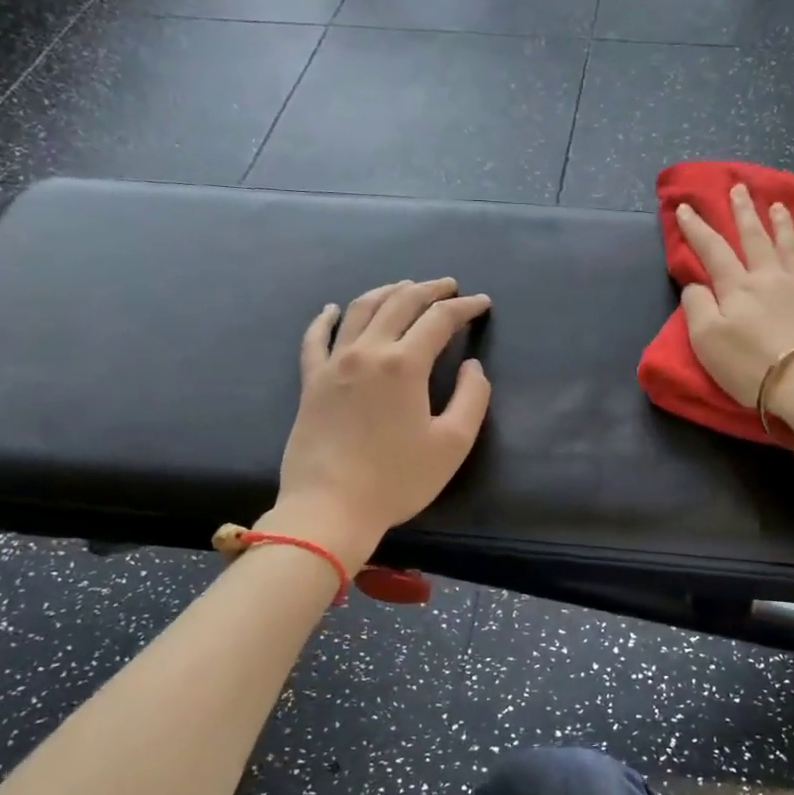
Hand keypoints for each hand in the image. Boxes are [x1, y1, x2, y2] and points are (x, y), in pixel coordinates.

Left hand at [271, 278, 491, 568]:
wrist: (329, 508)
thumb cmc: (397, 479)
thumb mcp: (452, 444)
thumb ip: (472, 398)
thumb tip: (473, 366)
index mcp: (404, 364)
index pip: (440, 320)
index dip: (464, 307)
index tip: (482, 304)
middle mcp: (367, 352)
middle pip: (400, 303)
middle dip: (429, 289)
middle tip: (449, 286)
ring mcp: (334, 364)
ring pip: (360, 311)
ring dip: (387, 292)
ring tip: (405, 287)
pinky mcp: (311, 382)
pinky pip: (316, 339)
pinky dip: (326, 318)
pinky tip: (332, 309)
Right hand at [677, 183, 793, 414]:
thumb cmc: (753, 367)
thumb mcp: (707, 342)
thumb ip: (697, 307)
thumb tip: (695, 284)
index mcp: (737, 288)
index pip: (712, 250)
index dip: (697, 228)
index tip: (686, 206)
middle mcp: (769, 276)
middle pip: (754, 238)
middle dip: (743, 212)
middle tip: (739, 188)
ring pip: (789, 243)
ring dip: (780, 222)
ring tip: (776, 204)